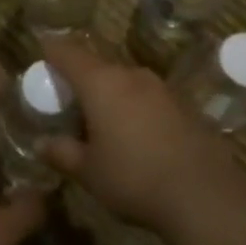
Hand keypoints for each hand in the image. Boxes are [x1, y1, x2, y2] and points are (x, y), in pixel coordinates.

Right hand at [40, 37, 235, 233]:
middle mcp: (131, 75)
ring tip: (102, 122)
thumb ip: (62, 153)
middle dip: (81, 79)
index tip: (41, 55)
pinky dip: (135, 108)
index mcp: (101, 82)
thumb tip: (42, 143)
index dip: (51, 51)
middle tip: (69, 102)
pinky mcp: (184, 105)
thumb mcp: (88, 172)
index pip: (68, 52)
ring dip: (111, 95)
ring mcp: (162, 88)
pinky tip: (137, 136)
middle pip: (98, 66)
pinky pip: (148, 98)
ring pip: (126, 82)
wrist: (203, 193)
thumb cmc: (133, 177)